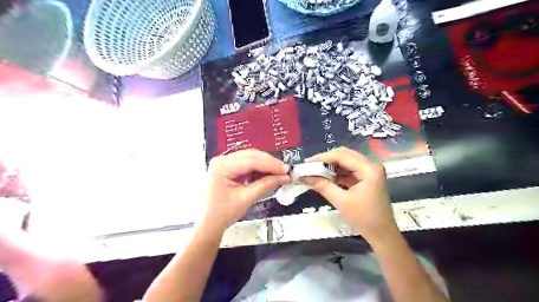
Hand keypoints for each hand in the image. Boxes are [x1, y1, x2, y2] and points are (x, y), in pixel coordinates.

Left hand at [202, 150, 289, 232]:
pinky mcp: (228, 168)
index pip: (251, 160)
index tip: (286, 169)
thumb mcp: (247, 198)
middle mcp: (222, 160)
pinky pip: (246, 164)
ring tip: (278, 173)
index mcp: (222, 166)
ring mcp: (224, 163)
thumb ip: (266, 184)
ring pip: (250, 158)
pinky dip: (258, 169)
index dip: (271, 164)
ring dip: (264, 165)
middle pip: (250, 156)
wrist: (209, 224)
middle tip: (284, 170)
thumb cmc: (224, 213)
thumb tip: (285, 177)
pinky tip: (267, 174)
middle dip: (269, 163)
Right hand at [303, 148, 399, 246]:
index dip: (322, 158)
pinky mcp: (366, 178)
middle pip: (344, 155)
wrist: (382, 234)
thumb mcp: (341, 201)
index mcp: (369, 169)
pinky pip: (348, 170)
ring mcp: (369, 171)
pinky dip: (336, 173)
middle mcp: (370, 165)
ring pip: (345, 162)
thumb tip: (304, 176)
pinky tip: (324, 177)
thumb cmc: (364, 218)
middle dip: (325, 160)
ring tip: (314, 171)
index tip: (306, 163)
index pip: (342, 156)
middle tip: (309, 166)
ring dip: (330, 166)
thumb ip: (323, 186)